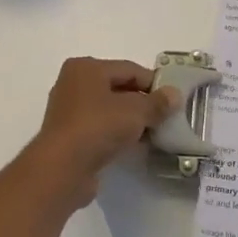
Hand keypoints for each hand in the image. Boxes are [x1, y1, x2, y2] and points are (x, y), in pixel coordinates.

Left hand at [26, 58, 179, 206]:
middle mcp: (74, 84)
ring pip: (109, 110)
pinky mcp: (69, 136)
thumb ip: (157, 102)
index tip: (173, 100)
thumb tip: (174, 94)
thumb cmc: (98, 127)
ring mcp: (69, 111)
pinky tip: (134, 146)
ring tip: (154, 134)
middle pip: (118, 88)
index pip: (129, 69)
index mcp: (86, 68)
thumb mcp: (136, 111)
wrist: (62, 168)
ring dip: (131, 121)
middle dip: (143, 103)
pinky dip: (117, 134)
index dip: (154, 83)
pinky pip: (100, 128)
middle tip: (166, 118)